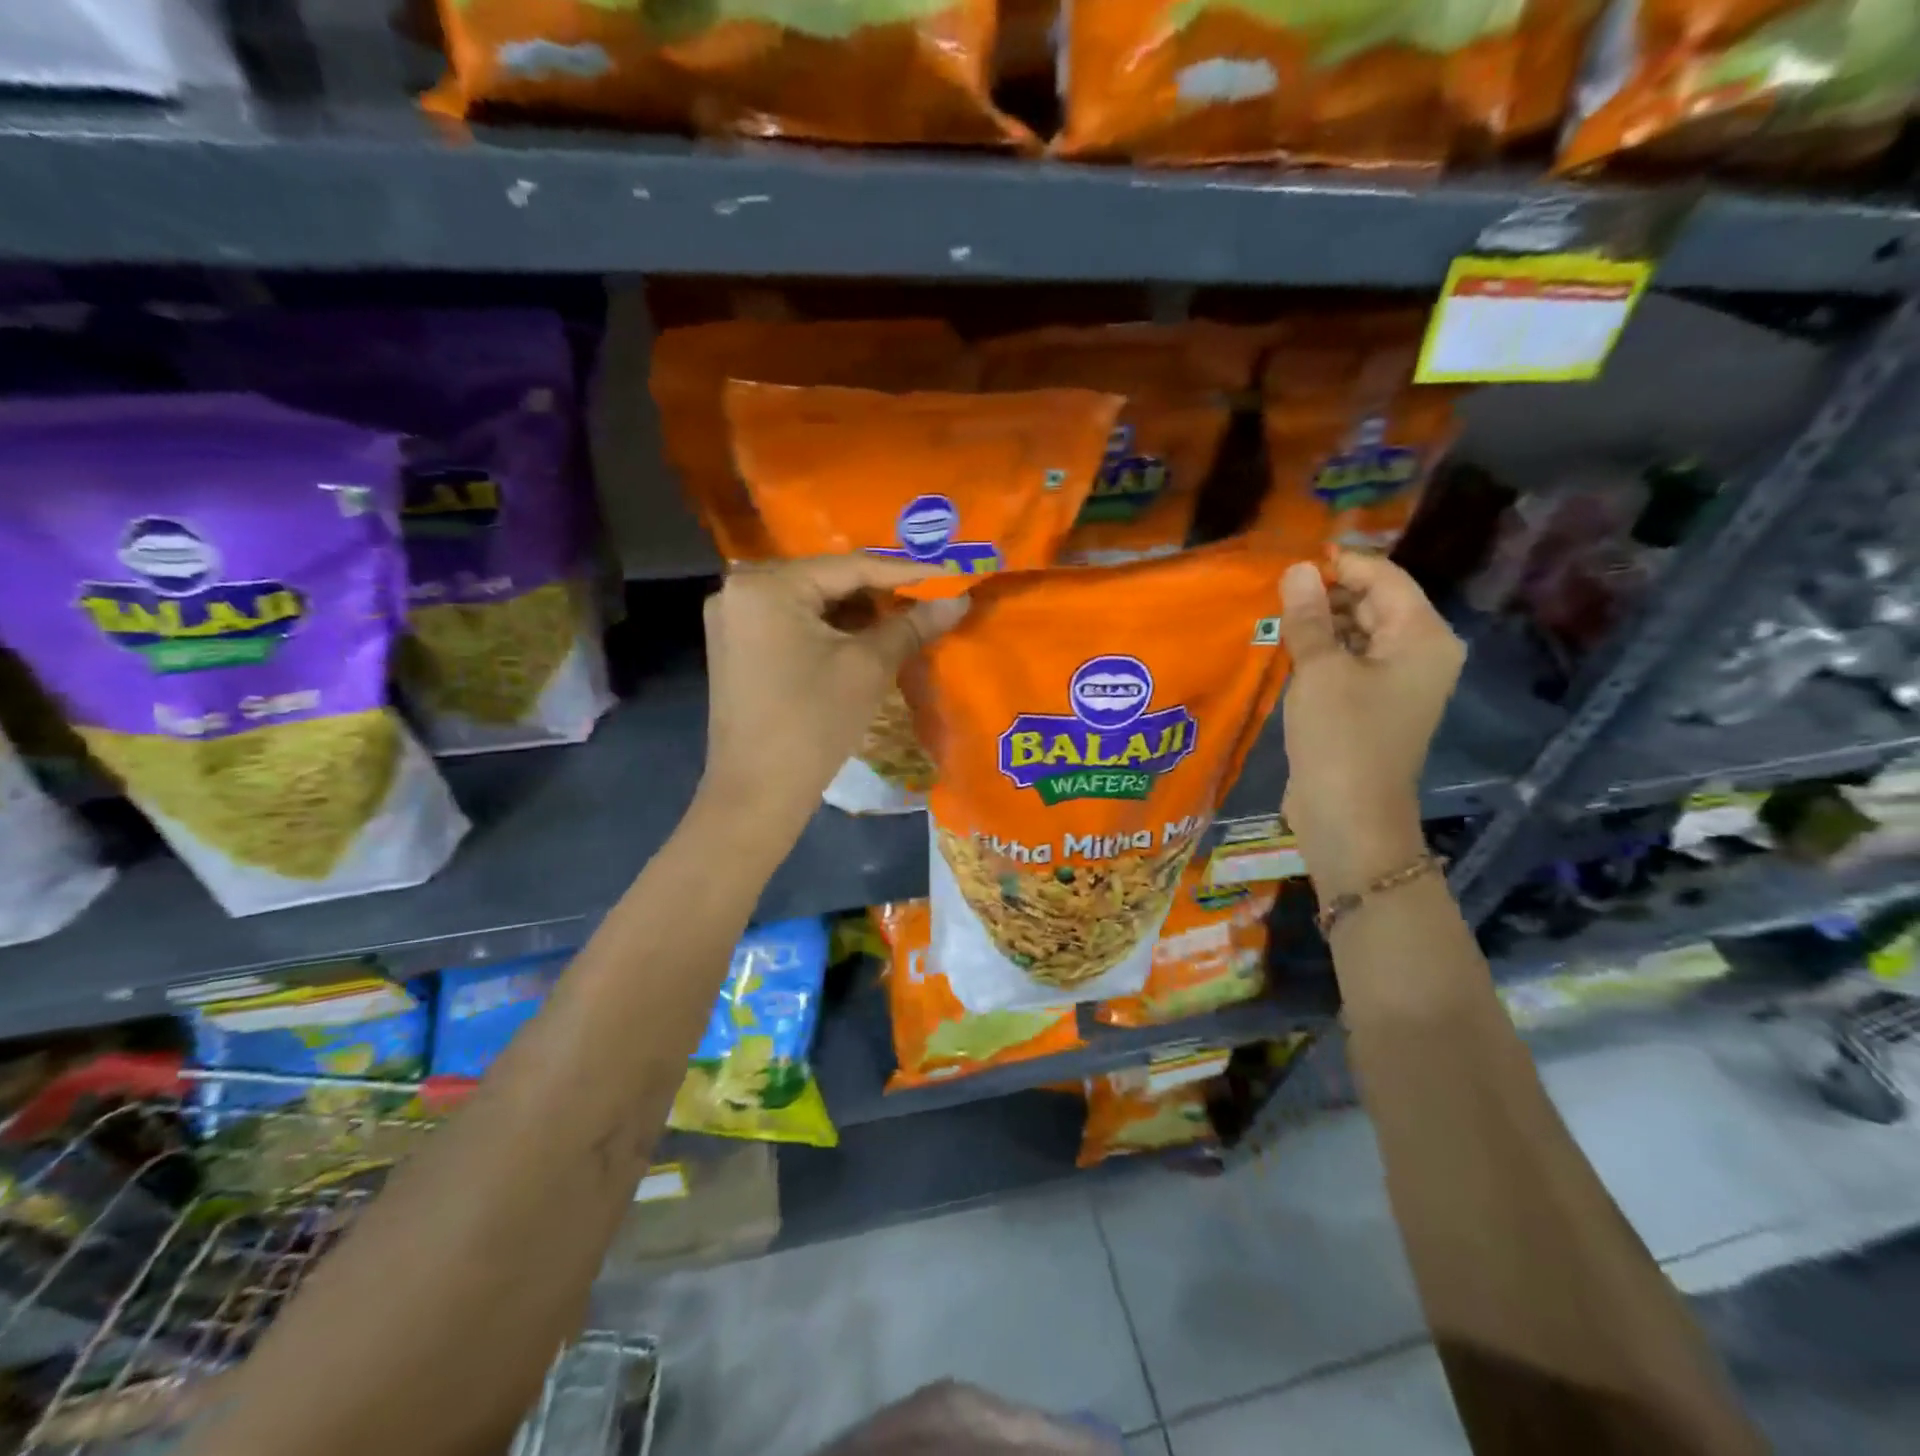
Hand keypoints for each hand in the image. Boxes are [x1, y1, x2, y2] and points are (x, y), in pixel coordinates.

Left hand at [697, 554, 968, 838]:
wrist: (757, 793)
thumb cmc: (813, 724)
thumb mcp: (868, 668)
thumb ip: (911, 625)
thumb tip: (958, 598)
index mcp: (766, 586)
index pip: (849, 567)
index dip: (906, 571)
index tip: (950, 573)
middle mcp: (740, 588)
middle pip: (826, 579)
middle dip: (880, 591)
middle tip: (929, 596)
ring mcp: (733, 618)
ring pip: (810, 601)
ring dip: (856, 610)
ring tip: (905, 617)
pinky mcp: (736, 645)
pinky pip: (792, 622)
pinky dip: (830, 627)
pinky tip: (865, 637)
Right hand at [1279, 551, 1463, 897]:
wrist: (1349, 816)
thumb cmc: (1341, 737)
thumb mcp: (1319, 670)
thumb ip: (1308, 616)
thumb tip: (1297, 569)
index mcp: (1423, 636)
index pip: (1384, 578)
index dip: (1339, 564)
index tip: (1289, 561)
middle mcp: (1420, 652)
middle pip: (1374, 603)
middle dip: (1327, 593)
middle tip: (1274, 590)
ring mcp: (1398, 681)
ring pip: (1359, 632)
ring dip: (1321, 623)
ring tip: (1275, 616)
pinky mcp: (1374, 704)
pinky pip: (1350, 661)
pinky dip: (1323, 651)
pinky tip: (1287, 648)